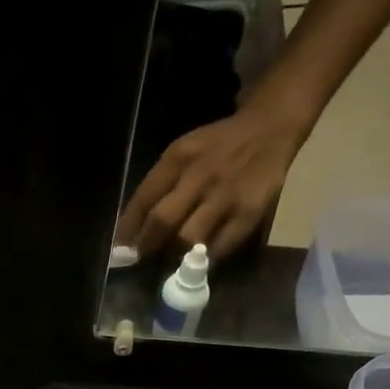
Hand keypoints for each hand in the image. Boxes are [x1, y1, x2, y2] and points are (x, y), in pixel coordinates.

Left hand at [114, 105, 304, 260]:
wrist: (269, 127)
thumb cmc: (218, 146)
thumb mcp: (184, 153)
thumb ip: (160, 185)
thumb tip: (132, 228)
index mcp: (178, 158)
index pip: (144, 199)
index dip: (128, 230)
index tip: (120, 251)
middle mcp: (199, 175)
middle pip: (163, 221)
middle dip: (148, 246)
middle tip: (143, 259)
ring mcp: (225, 195)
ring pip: (189, 238)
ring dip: (175, 255)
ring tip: (172, 260)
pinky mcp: (248, 212)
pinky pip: (220, 246)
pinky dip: (205, 259)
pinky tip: (200, 261)